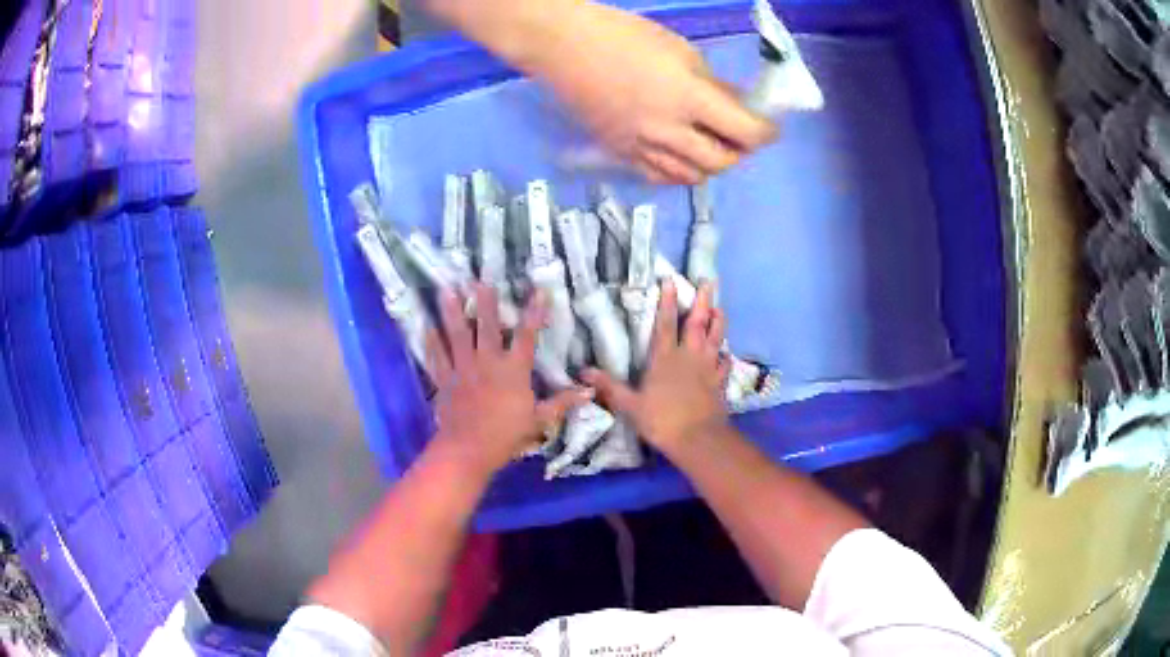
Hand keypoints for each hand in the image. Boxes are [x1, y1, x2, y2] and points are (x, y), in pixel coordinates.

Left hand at [427, 284, 590, 474]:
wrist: (469, 449)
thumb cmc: (506, 435)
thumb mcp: (539, 420)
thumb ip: (562, 403)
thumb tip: (589, 392)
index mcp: (513, 370)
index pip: (527, 336)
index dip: (535, 312)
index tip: (539, 291)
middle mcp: (487, 362)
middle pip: (487, 326)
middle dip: (484, 301)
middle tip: (479, 279)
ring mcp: (463, 369)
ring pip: (457, 335)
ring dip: (451, 311)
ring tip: (446, 289)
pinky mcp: (445, 380)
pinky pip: (437, 357)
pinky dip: (431, 341)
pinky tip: (426, 326)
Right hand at [528, 2, 776, 183]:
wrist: (563, 46)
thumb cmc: (623, 35)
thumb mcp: (680, 50)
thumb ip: (712, 83)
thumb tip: (735, 104)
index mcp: (688, 97)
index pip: (744, 131)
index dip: (764, 132)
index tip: (767, 126)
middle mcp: (667, 131)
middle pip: (721, 162)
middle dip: (740, 151)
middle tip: (739, 135)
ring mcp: (640, 147)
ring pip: (690, 177)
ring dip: (710, 165)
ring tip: (709, 145)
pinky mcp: (618, 153)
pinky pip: (658, 177)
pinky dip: (678, 172)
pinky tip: (679, 155)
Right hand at [583, 281, 728, 454]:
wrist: (697, 439)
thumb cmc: (661, 420)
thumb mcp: (630, 405)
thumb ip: (609, 387)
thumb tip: (583, 372)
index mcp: (665, 358)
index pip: (666, 324)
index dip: (668, 301)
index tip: (671, 281)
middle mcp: (689, 356)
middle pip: (697, 323)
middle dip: (702, 301)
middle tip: (710, 281)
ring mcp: (708, 368)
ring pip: (716, 337)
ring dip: (718, 321)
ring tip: (720, 307)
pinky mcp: (720, 382)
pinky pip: (724, 363)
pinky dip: (725, 355)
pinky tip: (725, 353)